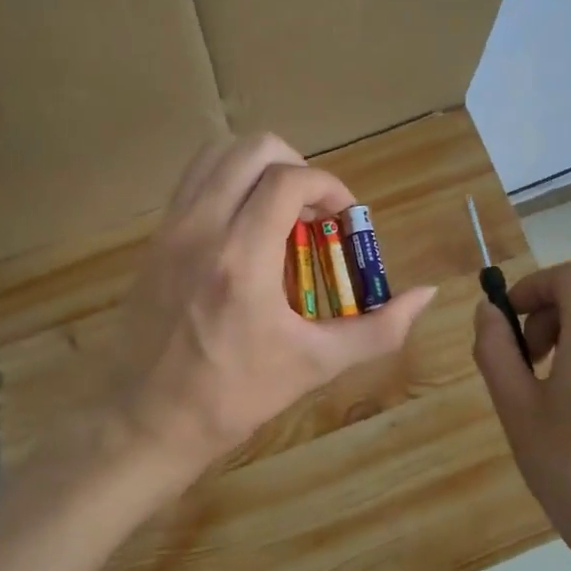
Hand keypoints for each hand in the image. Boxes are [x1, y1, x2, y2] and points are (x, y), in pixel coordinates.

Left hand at [105, 134, 436, 481]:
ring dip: (258, 169)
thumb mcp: (314, 365)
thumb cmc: (233, 397)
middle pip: (251, 149)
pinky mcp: (154, 241)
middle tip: (314, 212)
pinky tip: (245, 231)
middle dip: (296, 166)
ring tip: (280, 212)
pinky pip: (193, 183)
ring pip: (215, 155)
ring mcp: (171, 231)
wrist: (145, 421)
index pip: (289, 179)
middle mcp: (202, 229)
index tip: (345, 219)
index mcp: (242, 259)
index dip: (329, 186)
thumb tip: (426, 295)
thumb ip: (378, 329)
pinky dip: (227, 185)